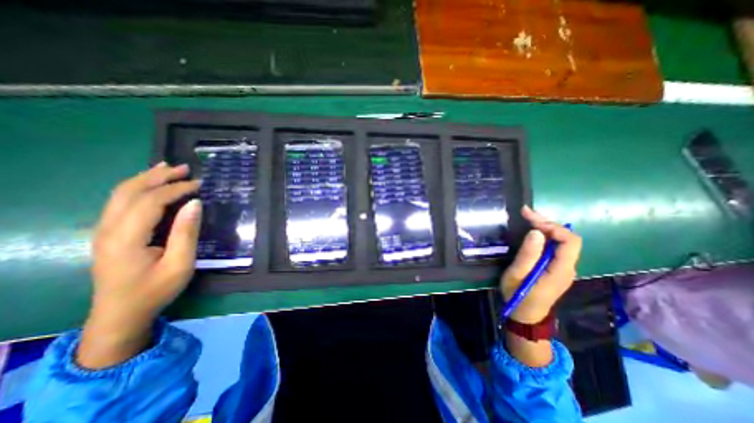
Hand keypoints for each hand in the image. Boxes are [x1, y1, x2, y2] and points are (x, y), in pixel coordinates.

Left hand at [77, 163, 200, 367]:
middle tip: (185, 168)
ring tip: (168, 168)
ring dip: (146, 178)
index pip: (150, 201)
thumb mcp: (180, 264)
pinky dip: (137, 188)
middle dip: (158, 176)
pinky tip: (151, 185)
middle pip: (129, 191)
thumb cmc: (155, 290)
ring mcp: (103, 231)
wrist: (119, 314)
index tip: (199, 184)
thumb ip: (186, 233)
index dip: (175, 189)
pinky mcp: (108, 233)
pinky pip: (119, 202)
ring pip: (120, 194)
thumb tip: (195, 204)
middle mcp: (108, 229)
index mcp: (126, 238)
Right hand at [499, 204, 581, 323]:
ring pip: (562, 241)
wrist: (525, 315)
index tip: (530, 218)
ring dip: (546, 227)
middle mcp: (567, 267)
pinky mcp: (555, 268)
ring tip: (527, 219)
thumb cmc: (518, 295)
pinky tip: (532, 232)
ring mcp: (563, 268)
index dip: (552, 226)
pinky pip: (555, 247)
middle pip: (567, 239)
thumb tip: (537, 232)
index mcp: (560, 269)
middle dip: (547, 223)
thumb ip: (528, 255)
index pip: (569, 241)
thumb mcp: (517, 275)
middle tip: (525, 214)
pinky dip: (545, 236)